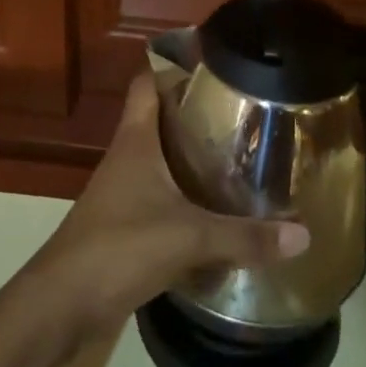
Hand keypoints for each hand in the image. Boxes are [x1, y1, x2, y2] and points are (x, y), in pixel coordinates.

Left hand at [21, 72, 309, 347]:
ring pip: (161, 159)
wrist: (62, 304)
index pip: (148, 83)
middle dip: (196, 113)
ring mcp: (123, 191)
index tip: (213, 63)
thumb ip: (244, 236)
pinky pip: (161, 196)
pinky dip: (185, 195)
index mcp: (135, 140)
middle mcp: (127, 156)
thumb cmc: (120, 247)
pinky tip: (215, 206)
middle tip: (242, 110)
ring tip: (238, 153)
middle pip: (160, 118)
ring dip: (192, 156)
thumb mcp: (189, 237)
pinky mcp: (125, 224)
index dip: (174, 66)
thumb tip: (303, 234)